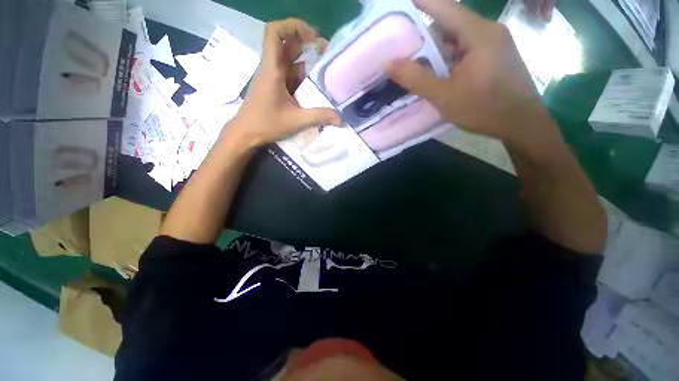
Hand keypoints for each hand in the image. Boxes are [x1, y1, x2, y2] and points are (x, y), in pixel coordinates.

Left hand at [227, 19, 340, 148]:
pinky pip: (290, 76)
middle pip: (287, 45)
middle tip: (326, 54)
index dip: (293, 26)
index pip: (274, 33)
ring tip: (325, 74)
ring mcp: (273, 78)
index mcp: (272, 70)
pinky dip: (303, 79)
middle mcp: (272, 69)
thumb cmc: (266, 124)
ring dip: (307, 64)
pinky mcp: (275, 88)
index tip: (312, 37)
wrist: (246, 134)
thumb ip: (319, 117)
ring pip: (290, 62)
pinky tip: (315, 89)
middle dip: (307, 44)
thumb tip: (340, 119)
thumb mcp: (295, 121)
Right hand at [388, 0, 556, 149]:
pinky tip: (440, 72)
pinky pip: (468, 49)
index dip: (425, 3)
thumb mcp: (444, 95)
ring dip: (438, 50)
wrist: (520, 123)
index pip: (446, 9)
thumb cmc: (483, 108)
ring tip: (418, 64)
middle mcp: (489, 32)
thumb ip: (416, 78)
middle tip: (405, 47)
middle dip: (427, 35)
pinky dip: (450, 57)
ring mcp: (495, 43)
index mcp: (478, 35)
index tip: (406, 2)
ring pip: (459, 39)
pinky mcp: (496, 56)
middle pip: (451, 24)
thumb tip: (389, 63)